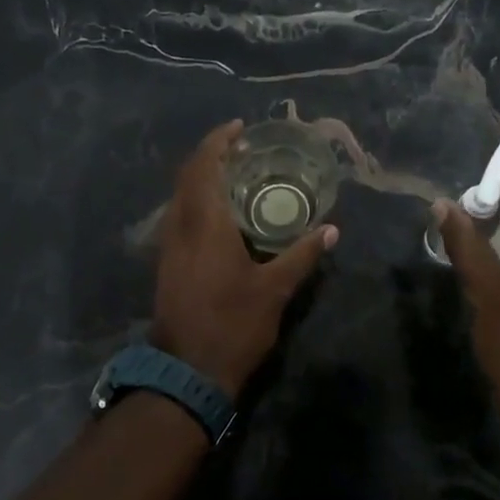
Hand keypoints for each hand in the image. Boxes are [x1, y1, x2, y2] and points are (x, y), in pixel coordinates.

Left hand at [150, 121, 336, 397]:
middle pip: (187, 177)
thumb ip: (302, 255)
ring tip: (236, 177)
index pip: (204, 166)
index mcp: (205, 224)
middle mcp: (180, 227)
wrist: (188, 371)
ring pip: (180, 198)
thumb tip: (332, 231)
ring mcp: (169, 247)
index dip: (218, 142)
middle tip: (243, 150)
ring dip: (202, 179)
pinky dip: (198, 203)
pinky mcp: (168, 264)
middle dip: (211, 156)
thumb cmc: (233, 325)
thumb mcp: (275, 289)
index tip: (240, 128)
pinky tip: (222, 216)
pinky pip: (180, 218)